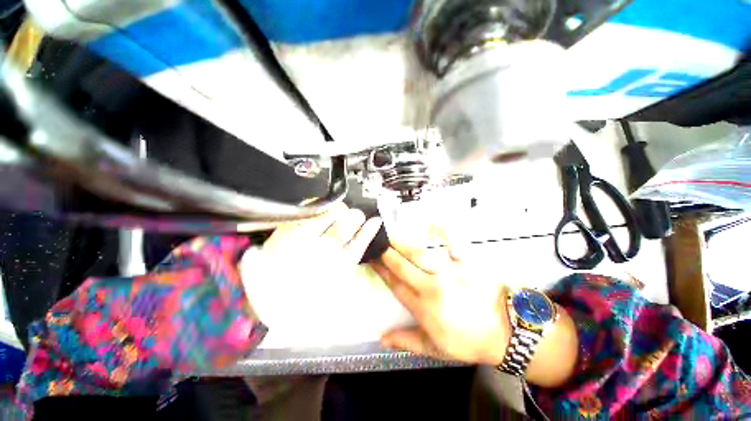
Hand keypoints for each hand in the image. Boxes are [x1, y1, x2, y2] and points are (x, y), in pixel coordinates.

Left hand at [241, 203, 381, 343]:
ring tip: (340, 211)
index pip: (361, 240)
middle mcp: (327, 247)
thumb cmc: (301, 294)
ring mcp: (309, 235)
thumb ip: (347, 268)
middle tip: (354, 216)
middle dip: (355, 217)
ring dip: (341, 210)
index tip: (374, 221)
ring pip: (334, 212)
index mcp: (339, 264)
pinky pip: (310, 209)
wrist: (264, 294)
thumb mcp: (332, 288)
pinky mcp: (291, 228)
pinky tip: (322, 207)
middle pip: (350, 222)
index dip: (369, 229)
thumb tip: (357, 247)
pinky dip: (319, 205)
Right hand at [372, 241, 510, 365]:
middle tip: (377, 242)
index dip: (381, 270)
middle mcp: (432, 287)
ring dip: (403, 243)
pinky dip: (438, 230)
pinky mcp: (465, 262)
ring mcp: (449, 272)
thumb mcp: (435, 349)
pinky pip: (448, 242)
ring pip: (420, 253)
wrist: (505, 331)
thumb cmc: (468, 341)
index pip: (395, 284)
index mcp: (423, 307)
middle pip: (402, 266)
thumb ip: (407, 341)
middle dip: (387, 253)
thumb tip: (382, 337)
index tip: (371, 259)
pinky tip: (427, 219)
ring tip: (392, 235)